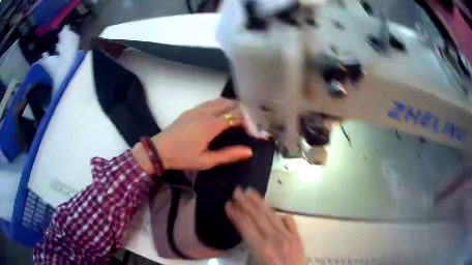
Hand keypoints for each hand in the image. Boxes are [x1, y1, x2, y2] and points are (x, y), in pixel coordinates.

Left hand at [151, 98, 252, 169]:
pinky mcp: (190, 110)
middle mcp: (206, 113)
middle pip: (229, 104)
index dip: (248, 120)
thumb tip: (249, 151)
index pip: (236, 116)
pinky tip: (221, 112)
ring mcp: (197, 109)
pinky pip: (210, 102)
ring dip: (231, 104)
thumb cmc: (183, 157)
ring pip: (219, 100)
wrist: (159, 150)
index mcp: (211, 125)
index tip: (255, 128)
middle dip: (242, 109)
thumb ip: (228, 155)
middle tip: (250, 119)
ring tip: (239, 114)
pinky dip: (220, 104)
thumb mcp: (206, 161)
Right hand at [225, 188, 305, 264]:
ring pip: (271, 215)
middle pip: (257, 216)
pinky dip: (281, 215)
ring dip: (260, 203)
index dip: (235, 214)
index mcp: (261, 248)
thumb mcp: (254, 263)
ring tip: (252, 192)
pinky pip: (289, 221)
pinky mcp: (297, 237)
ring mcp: (288, 236)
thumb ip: (249, 250)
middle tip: (237, 190)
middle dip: (246, 202)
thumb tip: (244, 236)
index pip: (245, 225)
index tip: (228, 204)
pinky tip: (276, 212)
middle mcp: (274, 238)